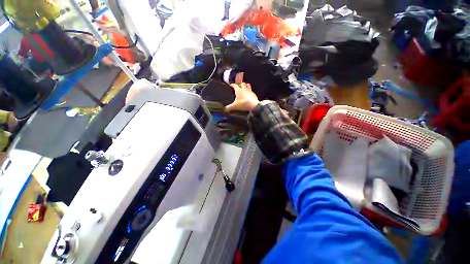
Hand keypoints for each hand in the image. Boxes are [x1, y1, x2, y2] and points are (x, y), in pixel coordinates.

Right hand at [226, 82, 259, 111]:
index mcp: (238, 90)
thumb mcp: (234, 106)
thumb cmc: (243, 104)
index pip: (235, 85)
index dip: (232, 85)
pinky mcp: (254, 94)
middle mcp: (244, 89)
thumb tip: (225, 109)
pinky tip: (249, 94)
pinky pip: (251, 91)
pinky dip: (250, 92)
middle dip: (240, 84)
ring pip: (248, 85)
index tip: (231, 85)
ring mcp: (250, 91)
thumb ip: (229, 107)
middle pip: (242, 83)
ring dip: (246, 85)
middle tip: (238, 86)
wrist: (253, 105)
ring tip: (244, 88)